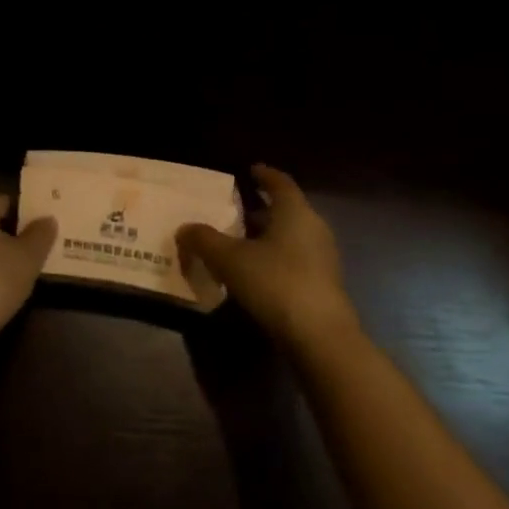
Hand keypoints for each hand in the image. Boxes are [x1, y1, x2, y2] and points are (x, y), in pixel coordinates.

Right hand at [177, 165, 358, 348]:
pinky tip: (255, 273)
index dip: (264, 175)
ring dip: (267, 237)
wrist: (321, 338)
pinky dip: (275, 259)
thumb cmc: (276, 283)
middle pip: (286, 210)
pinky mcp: (324, 286)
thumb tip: (184, 228)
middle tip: (234, 210)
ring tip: (239, 242)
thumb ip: (205, 240)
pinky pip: (295, 260)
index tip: (250, 170)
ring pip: (291, 237)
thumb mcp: (230, 260)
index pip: (280, 182)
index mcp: (295, 211)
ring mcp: (322, 258)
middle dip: (261, 209)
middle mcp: (313, 228)